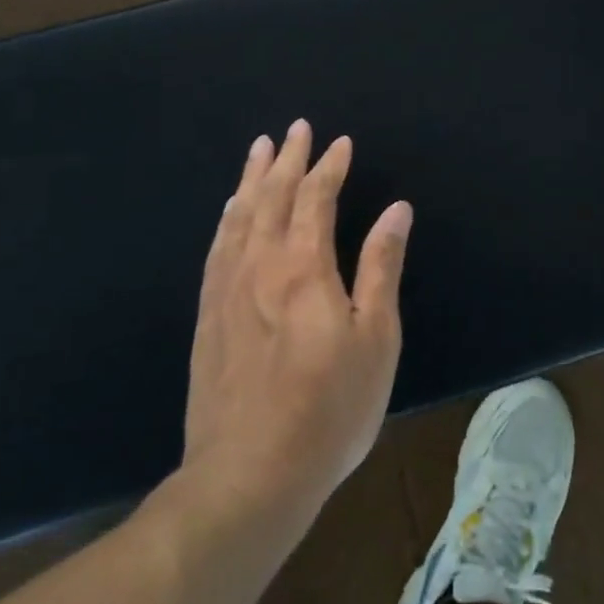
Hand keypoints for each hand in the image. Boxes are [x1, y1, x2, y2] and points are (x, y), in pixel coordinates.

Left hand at [182, 120, 412, 517]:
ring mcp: (227, 289)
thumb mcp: (375, 338)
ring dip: (252, 177)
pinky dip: (227, 217)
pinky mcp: (208, 315)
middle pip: (272, 196)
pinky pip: (217, 247)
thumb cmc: (328, 409)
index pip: (316, 199)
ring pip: (240, 215)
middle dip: (287, 158)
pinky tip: (230, 209)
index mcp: (304, 267)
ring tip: (259, 148)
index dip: (329, 167)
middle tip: (296, 127)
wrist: (248, 476)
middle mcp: (261, 265)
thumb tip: (396, 209)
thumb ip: (381, 267)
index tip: (340, 142)